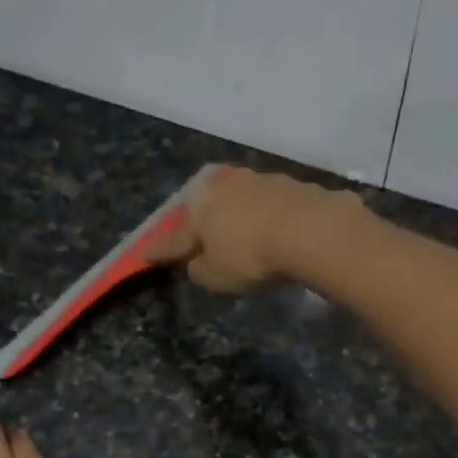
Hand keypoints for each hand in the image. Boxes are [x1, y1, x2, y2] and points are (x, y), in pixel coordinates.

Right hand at [150, 164, 367, 292]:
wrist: (312, 229)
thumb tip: (196, 262)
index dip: (160, 249)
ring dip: (233, 214)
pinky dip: (264, 215)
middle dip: (198, 221)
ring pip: (237, 199)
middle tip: (196, 236)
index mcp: (199, 208)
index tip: (145, 254)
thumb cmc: (252, 256)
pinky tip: (270, 227)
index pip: (173, 235)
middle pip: (204, 207)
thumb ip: (200, 269)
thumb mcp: (216, 276)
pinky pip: (267, 203)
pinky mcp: (290, 184)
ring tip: (235, 230)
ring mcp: (258, 181)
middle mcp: (224, 187)